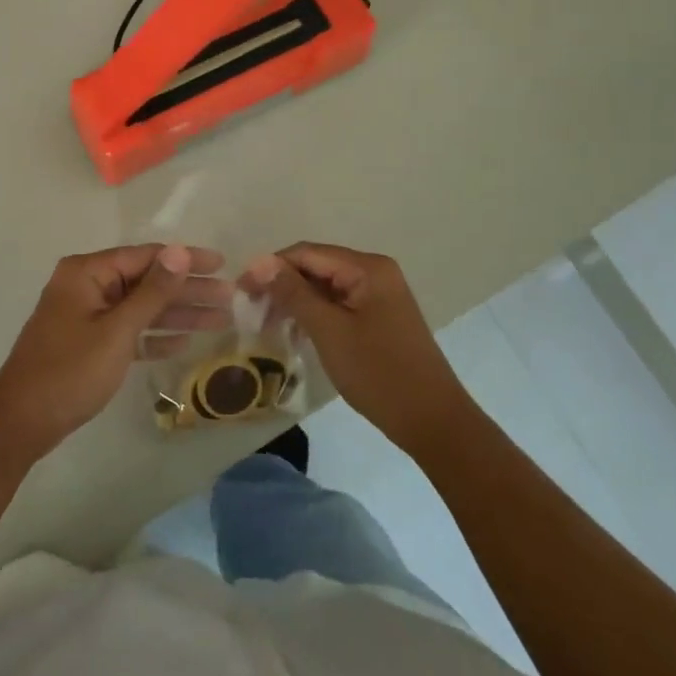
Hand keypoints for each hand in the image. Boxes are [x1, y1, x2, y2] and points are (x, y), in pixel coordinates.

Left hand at [0, 244, 229, 456]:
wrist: (20, 424)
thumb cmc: (69, 372)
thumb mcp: (117, 330)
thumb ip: (152, 291)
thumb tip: (180, 251)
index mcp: (87, 272)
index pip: (146, 256)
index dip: (186, 260)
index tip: (222, 264)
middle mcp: (86, 285)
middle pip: (146, 281)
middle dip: (187, 290)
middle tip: (230, 297)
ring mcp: (86, 314)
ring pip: (140, 308)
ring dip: (177, 314)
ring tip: (220, 320)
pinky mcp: (87, 342)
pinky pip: (127, 330)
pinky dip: (152, 335)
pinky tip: (183, 342)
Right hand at [242, 243, 471, 453]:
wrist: (434, 423)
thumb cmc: (379, 373)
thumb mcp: (329, 331)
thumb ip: (293, 293)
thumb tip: (258, 261)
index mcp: (367, 267)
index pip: (306, 253)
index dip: (270, 268)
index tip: (241, 292)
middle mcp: (375, 272)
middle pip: (316, 266)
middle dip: (282, 285)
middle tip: (252, 313)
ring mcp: (380, 294)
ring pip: (325, 287)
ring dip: (296, 302)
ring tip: (269, 325)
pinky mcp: (380, 316)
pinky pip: (339, 304)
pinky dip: (315, 314)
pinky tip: (297, 335)